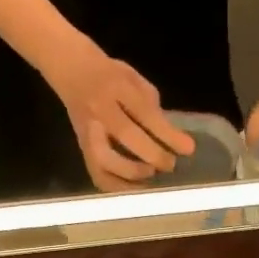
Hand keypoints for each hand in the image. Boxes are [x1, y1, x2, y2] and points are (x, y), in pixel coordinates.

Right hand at [48, 45, 194, 190]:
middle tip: (171, 165)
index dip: (167, 134)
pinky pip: (95, 172)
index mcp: (117, 87)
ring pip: (104, 159)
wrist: (70, 69)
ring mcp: (87, 130)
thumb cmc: (110, 74)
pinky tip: (134, 188)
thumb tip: (170, 137)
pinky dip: (115, 186)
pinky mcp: (80, 147)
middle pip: (124, 135)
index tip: (188, 149)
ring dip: (131, 173)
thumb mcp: (135, 79)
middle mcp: (99, 109)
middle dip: (152, 154)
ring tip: (151, 176)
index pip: (145, 113)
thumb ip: (151, 106)